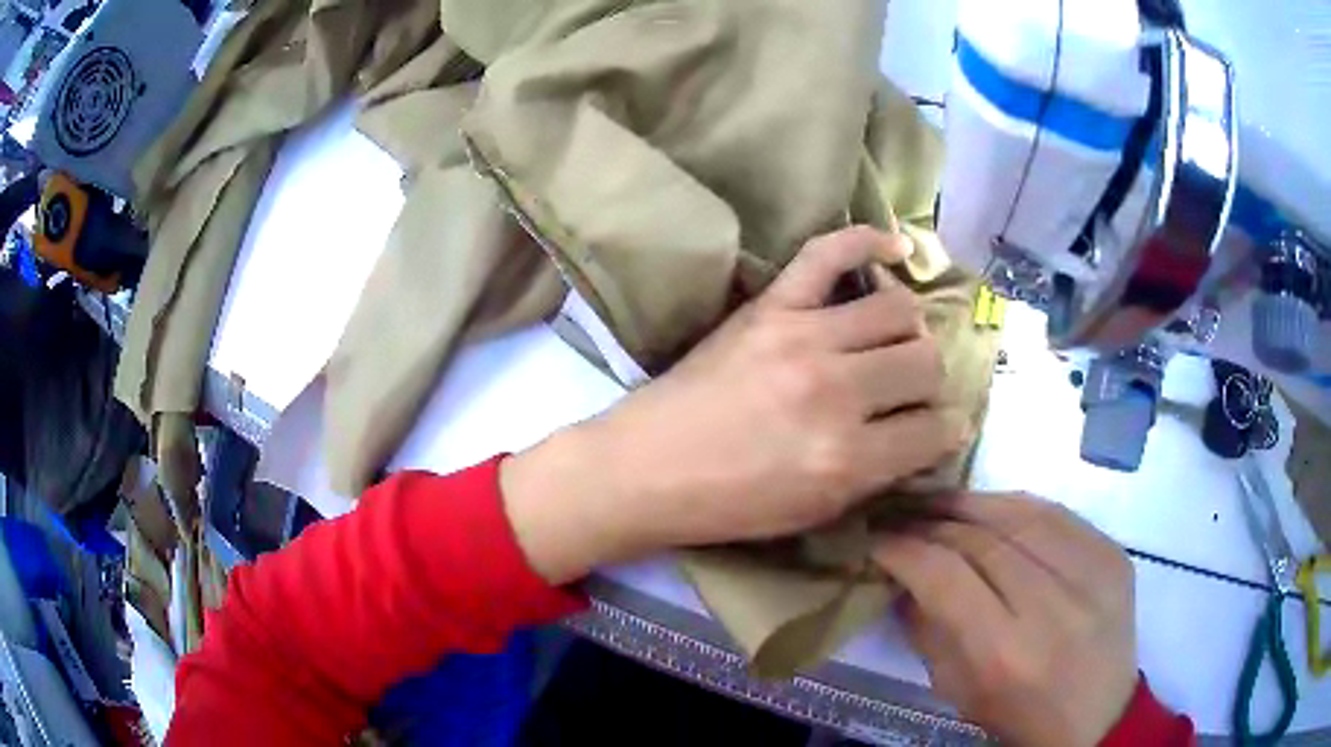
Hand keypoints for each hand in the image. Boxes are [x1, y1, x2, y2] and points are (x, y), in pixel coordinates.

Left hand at [502, 226, 964, 582]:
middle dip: (930, 381)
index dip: (947, 430)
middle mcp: (837, 393)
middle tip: (910, 390)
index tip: (940, 428)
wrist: (647, 468)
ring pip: (899, 309)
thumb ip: (877, 472)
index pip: (936, 430)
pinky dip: (868, 242)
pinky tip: (896, 248)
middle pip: (926, 362)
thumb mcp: (815, 511)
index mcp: (848, 459)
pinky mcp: (771, 306)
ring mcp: (802, 338)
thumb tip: (924, 434)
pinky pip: (830, 252)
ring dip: (909, 329)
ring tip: (893, 343)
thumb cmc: (730, 504)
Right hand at [873, 493, 1137, 746]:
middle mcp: (1054, 607)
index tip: (876, 536)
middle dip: (933, 520)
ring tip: (940, 501)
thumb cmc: (1018, 715)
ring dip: (972, 503)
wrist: (1097, 716)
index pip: (946, 576)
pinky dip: (1016, 505)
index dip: (905, 548)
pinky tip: (992, 507)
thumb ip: (926, 629)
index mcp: (1006, 654)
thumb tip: (900, 573)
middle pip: (983, 539)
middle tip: (901, 512)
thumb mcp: (957, 690)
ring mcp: (1093, 573)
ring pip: (1022, 514)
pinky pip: (1058, 513)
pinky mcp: (1114, 554)